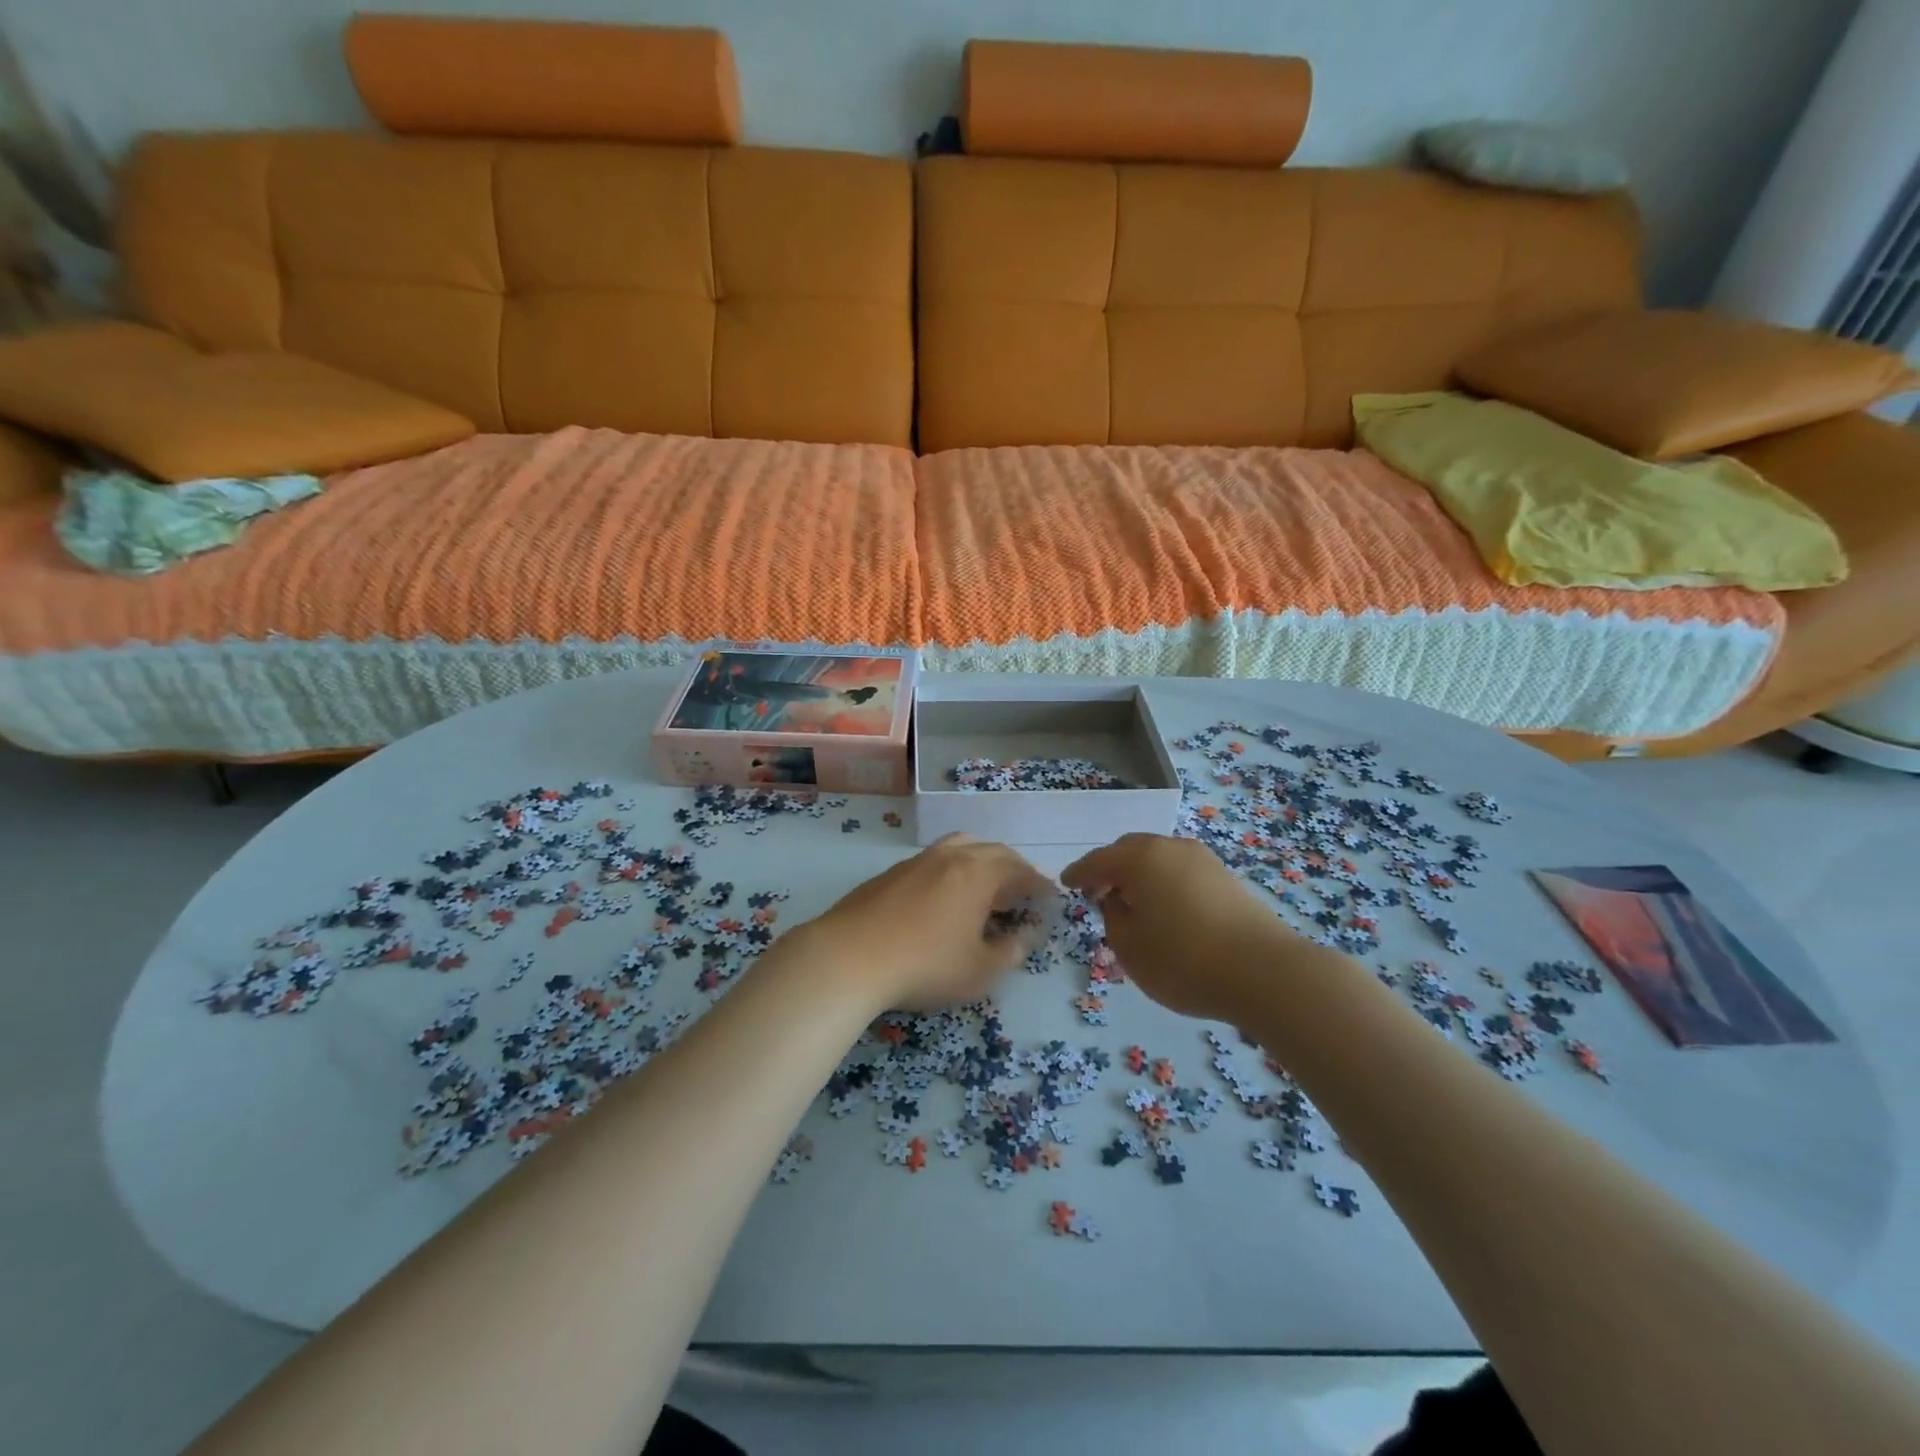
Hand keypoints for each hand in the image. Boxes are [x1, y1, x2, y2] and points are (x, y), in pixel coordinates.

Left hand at [802, 834, 1053, 1011]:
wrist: (849, 956)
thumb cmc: (925, 964)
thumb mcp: (979, 970)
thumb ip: (1009, 952)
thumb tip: (1024, 936)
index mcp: (979, 872)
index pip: (1022, 871)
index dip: (1040, 886)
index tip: (1051, 900)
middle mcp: (951, 856)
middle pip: (993, 852)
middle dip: (1014, 870)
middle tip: (1022, 894)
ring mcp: (917, 860)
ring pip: (960, 848)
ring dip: (981, 863)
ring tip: (985, 889)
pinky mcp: (891, 872)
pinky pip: (934, 861)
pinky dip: (952, 871)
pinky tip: (944, 898)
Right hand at [1062, 833, 1292, 1023]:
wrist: (1265, 972)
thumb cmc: (1184, 960)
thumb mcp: (1130, 948)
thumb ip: (1114, 919)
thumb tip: (1120, 902)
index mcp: (1140, 859)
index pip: (1098, 860)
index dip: (1079, 873)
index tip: (1066, 883)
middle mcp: (1170, 848)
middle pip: (1130, 851)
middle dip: (1111, 870)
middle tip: (1098, 894)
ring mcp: (1203, 860)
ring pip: (1159, 859)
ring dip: (1140, 876)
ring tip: (1133, 905)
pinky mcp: (1226, 878)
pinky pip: (1181, 872)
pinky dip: (1165, 884)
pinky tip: (1166, 910)